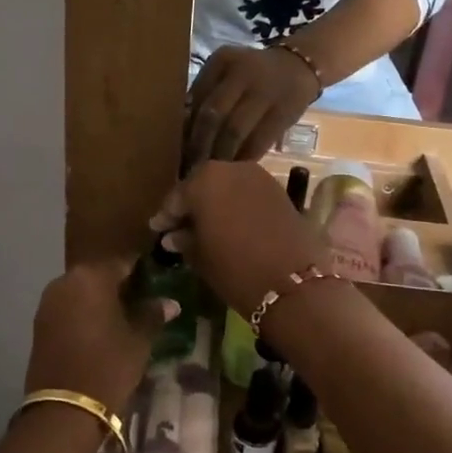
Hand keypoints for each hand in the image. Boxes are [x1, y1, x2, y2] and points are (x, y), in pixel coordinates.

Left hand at [24, 259, 176, 414]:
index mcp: (91, 277)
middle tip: (143, 298)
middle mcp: (65, 281)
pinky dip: (85, 312)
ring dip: (101, 298)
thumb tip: (170, 303)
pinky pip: (68, 307)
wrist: (64, 409)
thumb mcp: (138, 340)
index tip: (157, 277)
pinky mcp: (39, 323)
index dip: (142, 269)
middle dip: (120, 283)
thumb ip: (153, 314)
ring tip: (124, 315)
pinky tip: (102, 328)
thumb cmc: (108, 366)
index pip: (123, 262)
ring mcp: (48, 302)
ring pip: (82, 290)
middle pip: (99, 274)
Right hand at [149, 162, 325, 317]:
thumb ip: (184, 240)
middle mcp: (231, 169)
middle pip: (203, 185)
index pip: (177, 197)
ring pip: (227, 187)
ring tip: (207, 228)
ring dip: (216, 203)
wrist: (294, 283)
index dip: (166, 216)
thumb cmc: (235, 270)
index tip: (157, 230)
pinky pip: (248, 193)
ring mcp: (259, 177)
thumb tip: (173, 236)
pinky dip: (237, 205)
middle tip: (180, 227)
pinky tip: (231, 225)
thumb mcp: (201, 257)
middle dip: (192, 205)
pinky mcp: (279, 190)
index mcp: (204, 180)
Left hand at [184, 43, 321, 167]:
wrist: (299, 66)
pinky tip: (235, 169)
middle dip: (199, 145)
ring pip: (234, 131)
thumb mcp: (227, 72)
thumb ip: (205, 93)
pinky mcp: (283, 113)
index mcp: (222, 61)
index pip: (196, 98)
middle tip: (191, 167)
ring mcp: (265, 93)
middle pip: (213, 115)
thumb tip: (181, 130)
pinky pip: (258, 141)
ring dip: (220, 155)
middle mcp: (242, 74)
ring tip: (210, 172)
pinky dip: (244, 158)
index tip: (176, 149)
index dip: (185, 127)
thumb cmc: (252, 74)